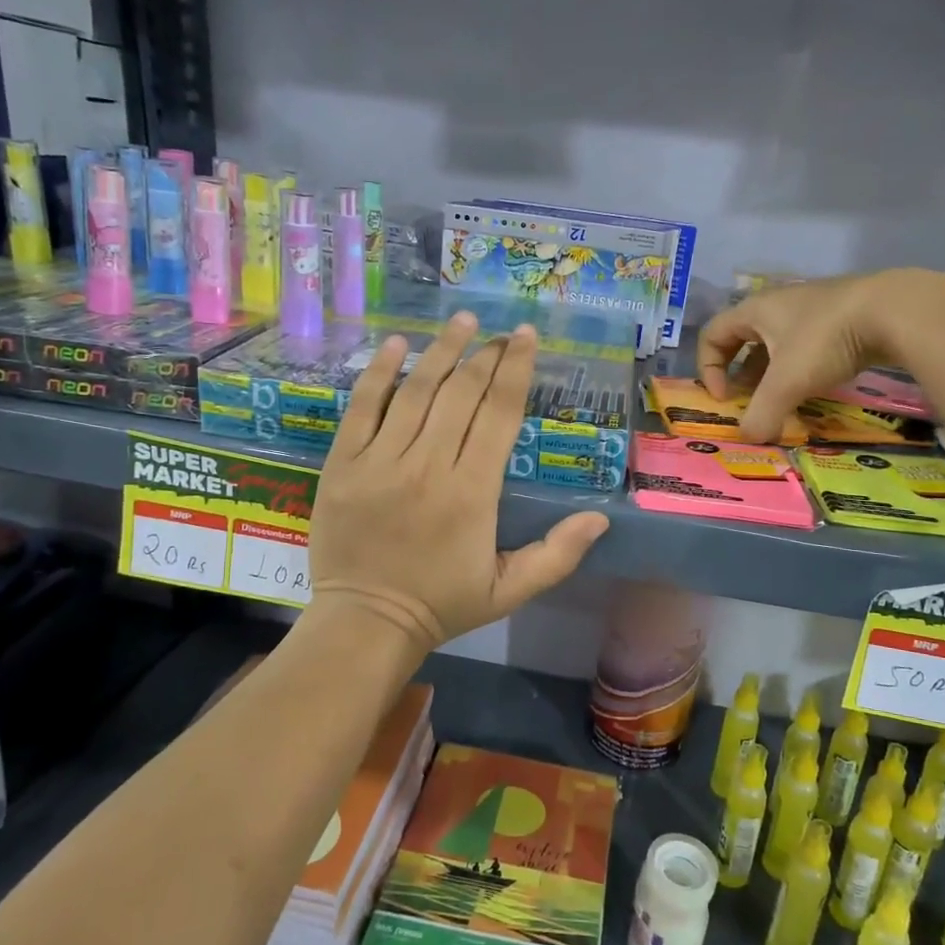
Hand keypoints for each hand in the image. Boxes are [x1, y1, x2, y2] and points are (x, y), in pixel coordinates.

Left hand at [306, 311, 609, 653]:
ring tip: (462, 322)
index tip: (527, 337)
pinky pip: (362, 408)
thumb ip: (557, 554)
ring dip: (442, 351)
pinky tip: (397, 344)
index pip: (499, 415)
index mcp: (472, 493)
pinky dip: (379, 373)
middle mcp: (428, 466)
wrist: (366, 623)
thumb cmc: (442, 605)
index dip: (516, 371)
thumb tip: (601, 518)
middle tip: (501, 332)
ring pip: (415, 391)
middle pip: (461, 394)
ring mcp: (380, 461)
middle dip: (486, 355)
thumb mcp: (510, 591)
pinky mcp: (343, 463)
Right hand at [697, 270, 944, 441]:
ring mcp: (812, 308)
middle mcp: (778, 305)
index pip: (712, 334)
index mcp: (755, 310)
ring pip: (778, 343)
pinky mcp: (841, 317)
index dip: (708, 368)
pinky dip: (802, 368)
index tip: (725, 398)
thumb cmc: (825, 339)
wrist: (894, 310)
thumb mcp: (787, 382)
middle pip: (744, 339)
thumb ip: (762, 414)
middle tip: (750, 401)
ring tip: (783, 400)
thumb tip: (749, 438)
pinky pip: (807, 345)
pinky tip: (817, 386)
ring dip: (772, 373)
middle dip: (741, 374)